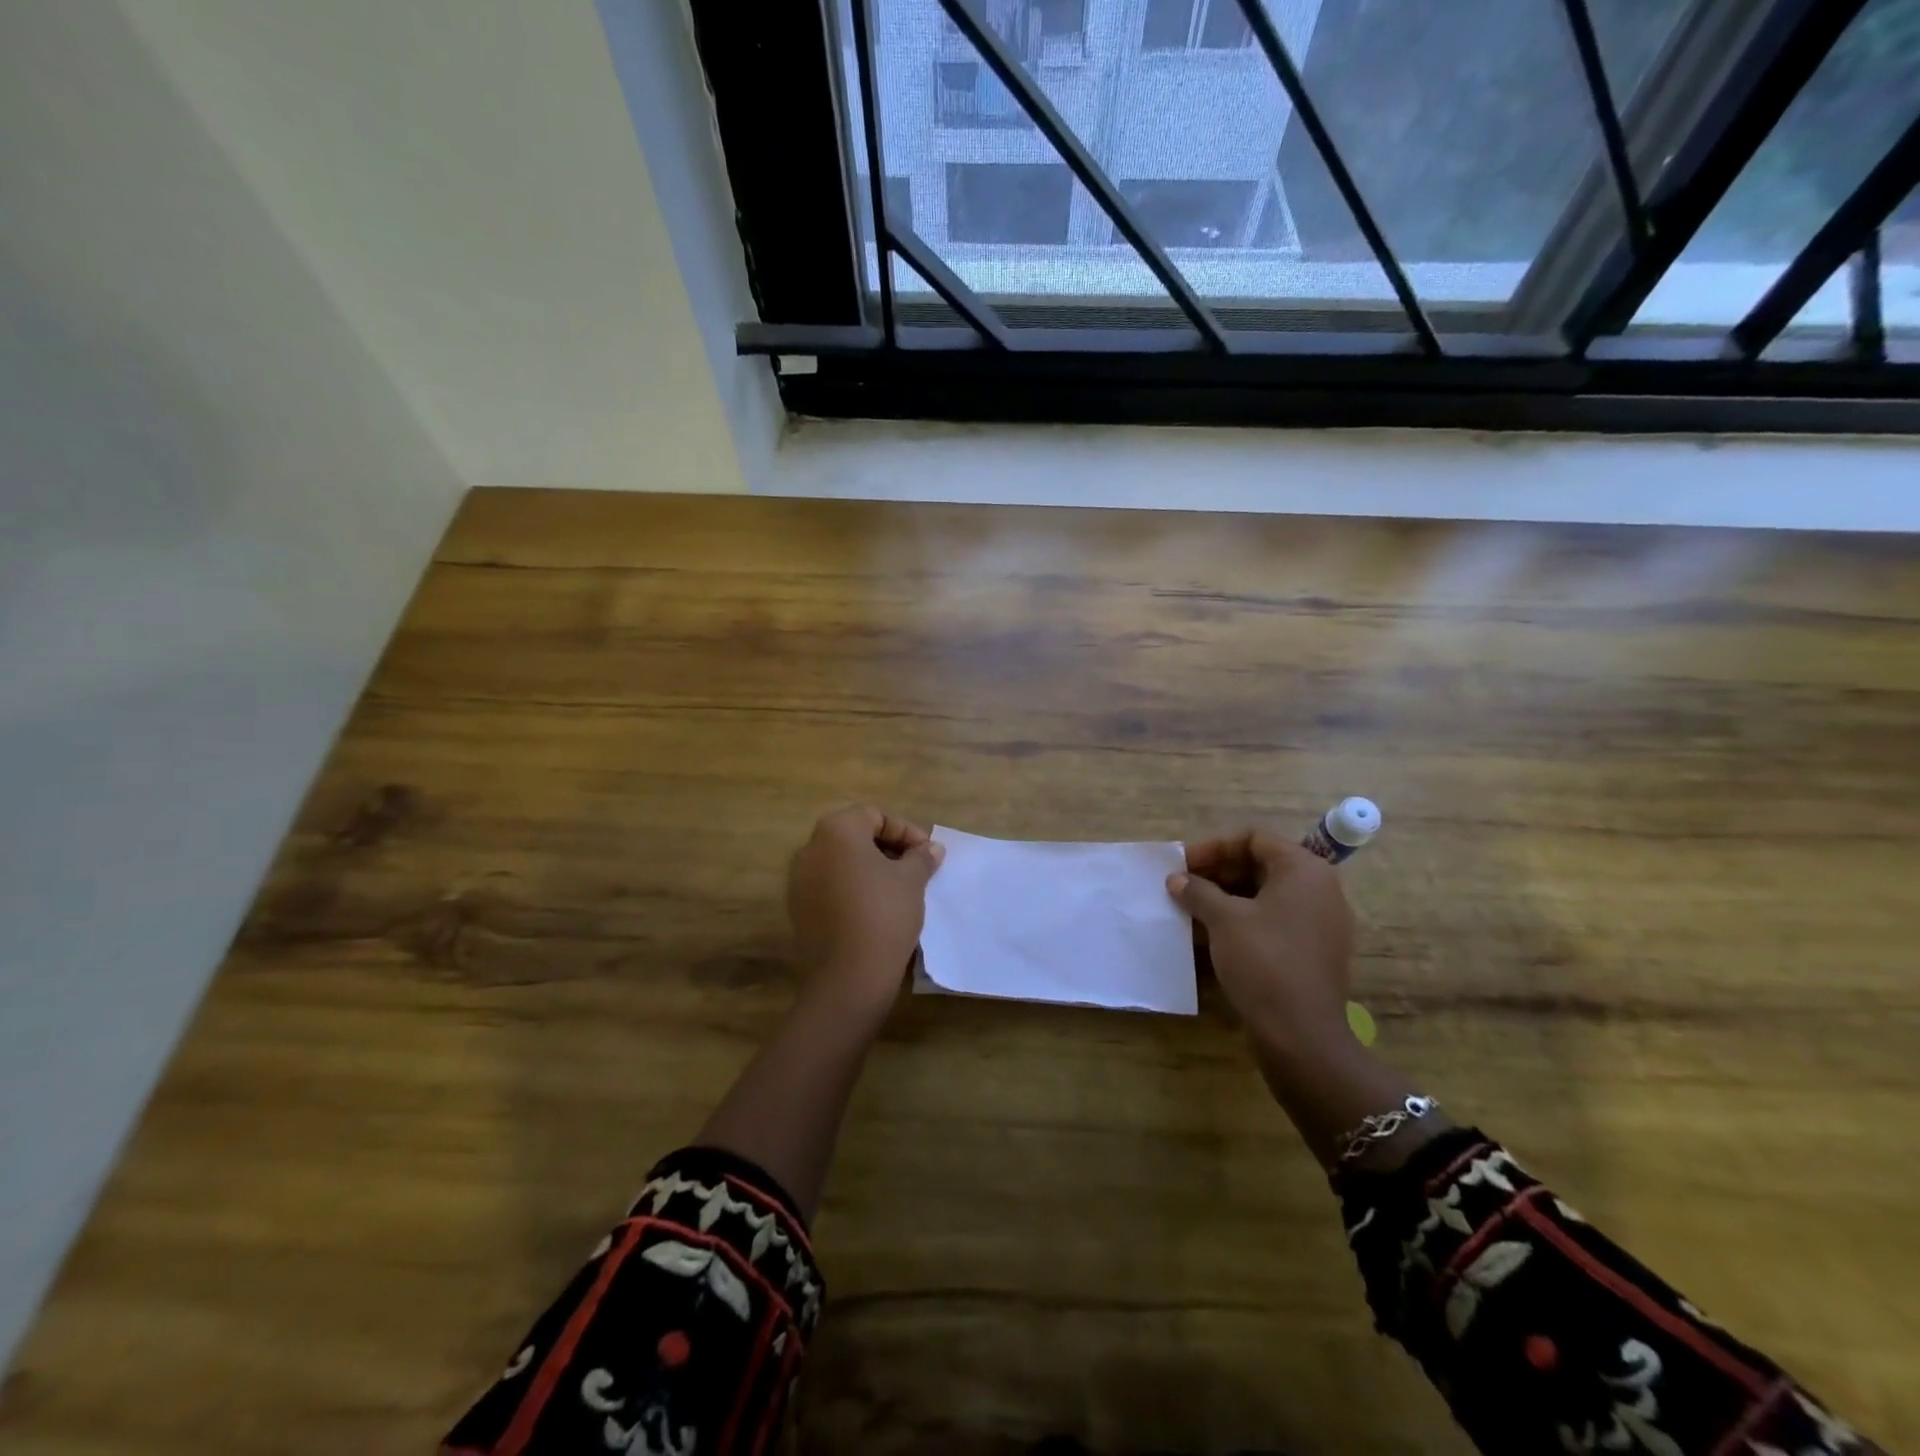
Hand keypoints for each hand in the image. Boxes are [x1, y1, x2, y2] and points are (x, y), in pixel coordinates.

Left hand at [786, 805, 943, 1015]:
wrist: (848, 976)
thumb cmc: (884, 914)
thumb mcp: (912, 881)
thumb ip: (921, 858)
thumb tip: (932, 848)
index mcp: (836, 831)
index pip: (874, 816)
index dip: (906, 831)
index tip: (927, 854)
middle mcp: (810, 848)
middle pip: (854, 837)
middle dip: (887, 849)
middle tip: (915, 869)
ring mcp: (799, 881)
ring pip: (841, 863)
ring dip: (869, 870)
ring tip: (898, 890)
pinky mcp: (798, 910)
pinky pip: (829, 888)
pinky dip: (852, 890)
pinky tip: (875, 910)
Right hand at [1166, 830, 1355, 1061]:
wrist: (1301, 1034)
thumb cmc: (1263, 961)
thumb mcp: (1223, 920)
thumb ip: (1198, 891)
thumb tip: (1177, 879)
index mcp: (1304, 870)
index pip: (1254, 838)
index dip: (1214, 847)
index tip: (1182, 864)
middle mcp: (1319, 889)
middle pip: (1261, 864)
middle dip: (1218, 872)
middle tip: (1183, 886)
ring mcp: (1320, 922)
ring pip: (1266, 894)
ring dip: (1227, 897)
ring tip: (1192, 910)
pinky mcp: (1314, 951)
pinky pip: (1275, 920)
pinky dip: (1243, 920)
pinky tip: (1212, 935)